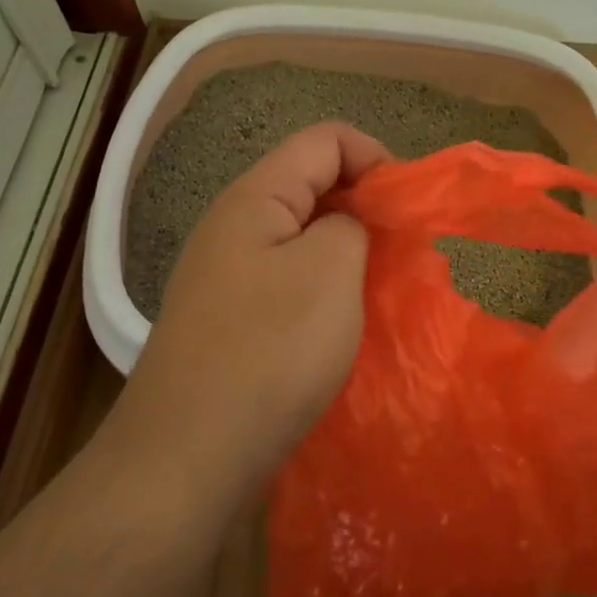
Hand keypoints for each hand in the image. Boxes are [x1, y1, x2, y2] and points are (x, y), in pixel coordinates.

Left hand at [114, 122, 389, 503]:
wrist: (187, 456)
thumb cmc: (267, 353)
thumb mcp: (330, 271)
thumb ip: (352, 224)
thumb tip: (350, 224)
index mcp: (255, 198)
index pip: (325, 140)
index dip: (375, 158)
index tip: (409, 208)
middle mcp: (235, 227)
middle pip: (312, 186)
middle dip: (365, 208)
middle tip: (402, 253)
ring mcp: (228, 276)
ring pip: (302, 239)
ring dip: (347, 255)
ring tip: (380, 290)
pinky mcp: (232, 321)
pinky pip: (289, 284)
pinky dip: (325, 291)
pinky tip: (343, 325)